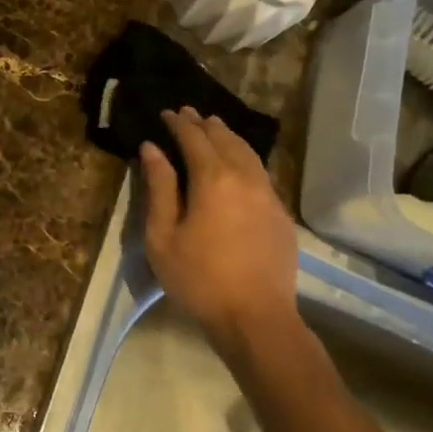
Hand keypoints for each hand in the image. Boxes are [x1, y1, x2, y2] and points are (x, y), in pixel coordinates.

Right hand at [140, 108, 302, 360]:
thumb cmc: (199, 279)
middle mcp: (245, 178)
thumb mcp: (163, 236)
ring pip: (248, 153)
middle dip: (205, 124)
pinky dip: (244, 157)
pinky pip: (260, 173)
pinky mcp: (281, 215)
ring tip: (214, 128)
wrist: (256, 319)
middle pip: (225, 139)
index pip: (195, 139)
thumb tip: (152, 149)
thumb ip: (159, 187)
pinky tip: (237, 164)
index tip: (167, 112)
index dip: (179, 124)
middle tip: (188, 113)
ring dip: (228, 137)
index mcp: (213, 179)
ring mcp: (268, 195)